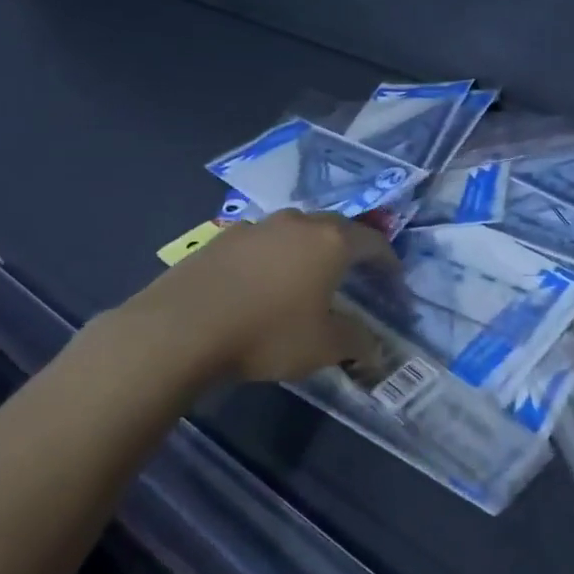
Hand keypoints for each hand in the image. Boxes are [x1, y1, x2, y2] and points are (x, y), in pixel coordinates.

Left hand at [114, 210, 396, 389]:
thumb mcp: (323, 346)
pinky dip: (275, 257)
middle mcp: (297, 223)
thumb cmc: (267, 334)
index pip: (373, 242)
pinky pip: (263, 243)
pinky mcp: (222, 238)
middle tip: (356, 274)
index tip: (394, 280)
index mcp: (331, 241)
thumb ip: (357, 342)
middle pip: (336, 228)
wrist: (180, 329)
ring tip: (309, 276)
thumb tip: (376, 349)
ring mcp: (256, 226)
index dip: (388, 261)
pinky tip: (264, 283)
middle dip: (351, 249)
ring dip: (310, 250)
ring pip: (296, 231)